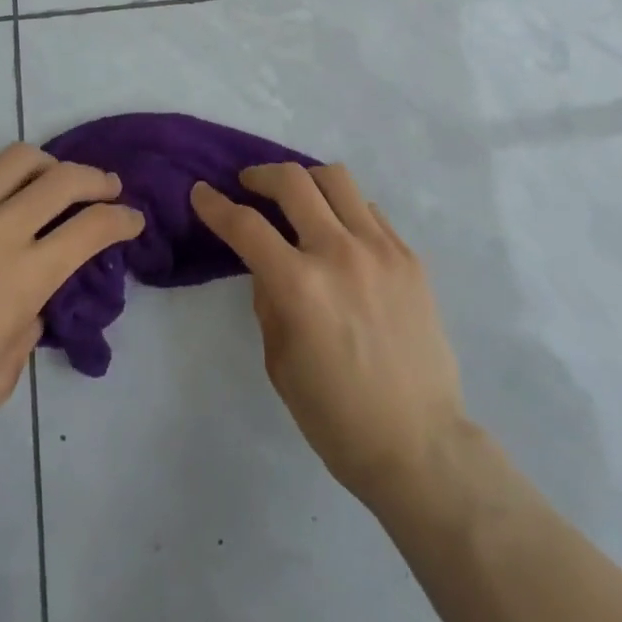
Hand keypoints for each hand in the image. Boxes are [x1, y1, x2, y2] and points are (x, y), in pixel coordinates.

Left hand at [0, 143, 142, 471]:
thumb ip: (27, 328)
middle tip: (106, 187)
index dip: (122, 218)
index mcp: (22, 276)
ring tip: (50, 181)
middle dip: (97, 178)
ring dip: (47, 166)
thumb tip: (31, 298)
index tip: (132, 220)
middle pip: (63, 178)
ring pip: (16, 159)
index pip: (92, 228)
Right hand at [191, 164, 467, 504]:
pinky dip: (344, 210)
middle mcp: (339, 253)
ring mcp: (380, 249)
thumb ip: (268, 300)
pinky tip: (340, 234)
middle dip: (260, 176)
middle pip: (292, 181)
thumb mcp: (280, 362)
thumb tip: (267, 263)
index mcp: (299, 287)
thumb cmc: (337, 418)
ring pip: (336, 179)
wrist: (420, 445)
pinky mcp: (409, 256)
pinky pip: (369, 210)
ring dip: (306, 180)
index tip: (201, 192)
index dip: (215, 205)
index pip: (246, 226)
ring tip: (297, 198)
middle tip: (249, 185)